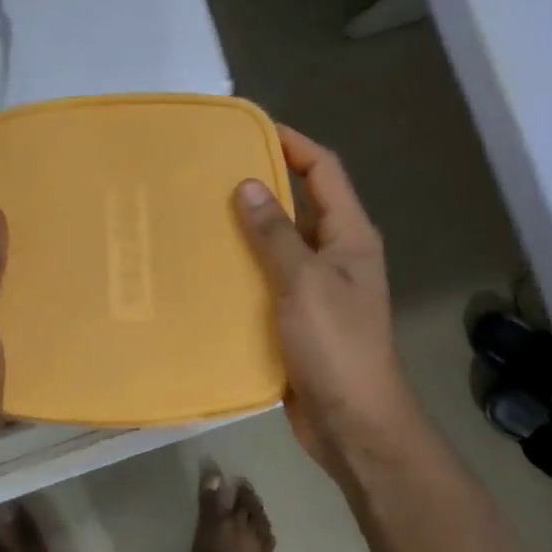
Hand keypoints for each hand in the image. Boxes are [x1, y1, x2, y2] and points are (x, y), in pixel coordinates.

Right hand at [235, 127, 420, 475]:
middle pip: (300, 204)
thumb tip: (247, 184)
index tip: (250, 128)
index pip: (324, 171)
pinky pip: (267, 280)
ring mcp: (317, 289)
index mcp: (350, 236)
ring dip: (248, 229)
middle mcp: (336, 255)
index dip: (293, 143)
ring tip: (199, 214)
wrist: (352, 424)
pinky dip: (243, 269)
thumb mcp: (304, 282)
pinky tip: (206, 269)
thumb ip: (275, 233)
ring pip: (280, 244)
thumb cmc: (336, 346)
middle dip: (263, 184)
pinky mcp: (297, 319)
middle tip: (211, 172)